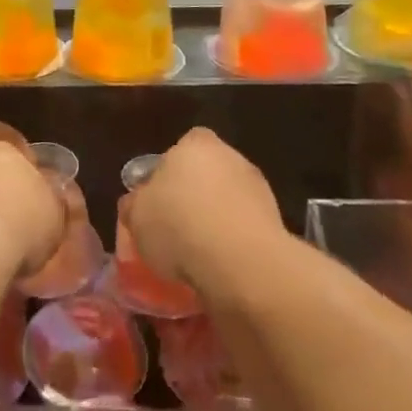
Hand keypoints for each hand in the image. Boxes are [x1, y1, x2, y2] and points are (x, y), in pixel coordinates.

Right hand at [125, 127, 284, 290]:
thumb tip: (136, 203)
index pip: (183, 146)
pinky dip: (234, 241)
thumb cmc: (179, 226)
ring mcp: (258, 189)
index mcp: (196, 144)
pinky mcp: (276, 223)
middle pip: (208, 172)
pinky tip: (219, 265)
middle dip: (195, 194)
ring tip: (197, 253)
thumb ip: (135, 204)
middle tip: (176, 225)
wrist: (241, 263)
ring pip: (228, 200)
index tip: (160, 198)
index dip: (170, 170)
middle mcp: (231, 157)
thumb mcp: (137, 217)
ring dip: (217, 219)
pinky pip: (244, 228)